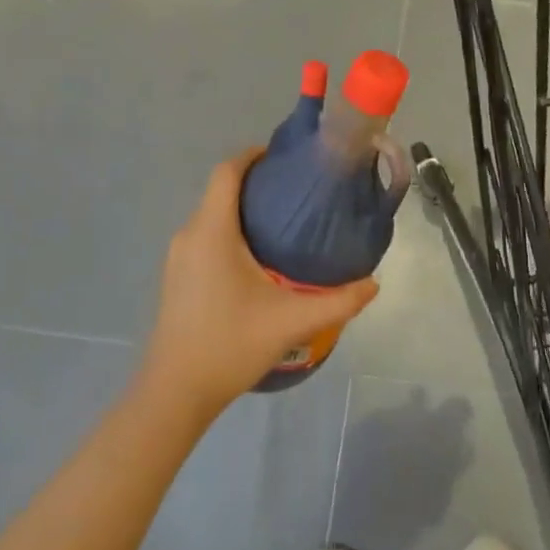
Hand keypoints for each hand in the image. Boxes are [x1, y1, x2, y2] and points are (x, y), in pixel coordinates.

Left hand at [139, 149, 379, 419]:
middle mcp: (190, 235)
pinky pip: (205, 234)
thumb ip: (338, 302)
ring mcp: (178, 257)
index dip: (253, 155)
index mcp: (212, 232)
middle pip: (220, 190)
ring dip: (242, 207)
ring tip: (284, 220)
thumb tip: (374, 283)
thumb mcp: (292, 323)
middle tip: (296, 191)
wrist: (175, 393)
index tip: (284, 157)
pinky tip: (258, 255)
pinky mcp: (177, 276)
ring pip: (211, 214)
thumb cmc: (229, 345)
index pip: (227, 172)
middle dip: (255, 181)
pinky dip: (229, 229)